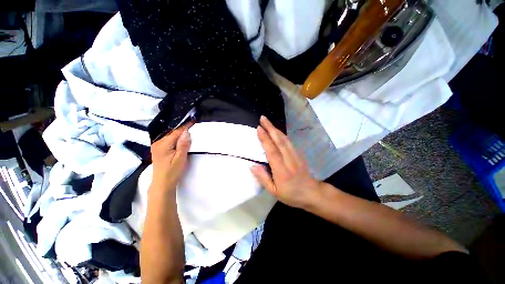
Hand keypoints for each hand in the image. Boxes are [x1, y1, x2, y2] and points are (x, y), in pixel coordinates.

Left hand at [150, 122, 193, 194]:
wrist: (162, 183)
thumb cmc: (172, 171)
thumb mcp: (180, 158)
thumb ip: (183, 145)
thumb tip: (186, 132)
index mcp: (163, 144)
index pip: (176, 132)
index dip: (185, 126)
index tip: (193, 121)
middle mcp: (158, 143)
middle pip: (173, 133)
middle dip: (183, 129)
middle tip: (193, 125)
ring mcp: (157, 146)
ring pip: (171, 136)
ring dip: (180, 134)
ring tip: (189, 130)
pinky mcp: (159, 149)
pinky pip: (169, 140)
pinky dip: (176, 138)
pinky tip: (181, 139)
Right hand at [251, 116, 323, 208]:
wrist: (311, 193)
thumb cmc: (291, 194)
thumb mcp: (274, 191)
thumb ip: (263, 178)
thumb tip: (252, 166)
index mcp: (281, 171)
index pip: (272, 151)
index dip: (265, 139)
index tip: (259, 128)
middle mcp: (289, 160)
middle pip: (279, 141)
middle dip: (270, 128)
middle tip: (262, 118)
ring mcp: (295, 155)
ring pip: (285, 139)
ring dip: (276, 129)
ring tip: (268, 122)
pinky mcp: (298, 153)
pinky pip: (288, 141)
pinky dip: (281, 134)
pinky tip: (277, 131)